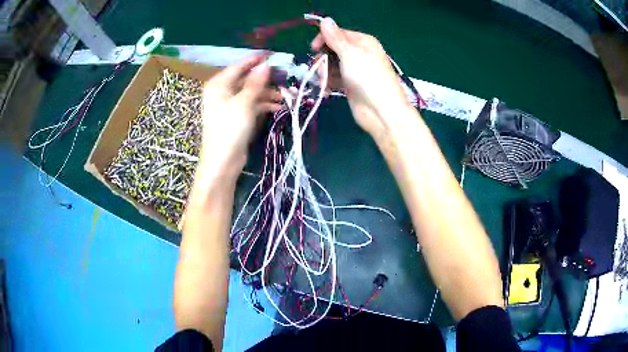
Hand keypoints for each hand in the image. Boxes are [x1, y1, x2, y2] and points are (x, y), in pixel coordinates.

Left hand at [200, 55, 281, 173]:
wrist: (222, 162)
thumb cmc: (229, 129)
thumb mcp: (244, 103)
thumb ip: (255, 83)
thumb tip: (266, 65)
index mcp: (218, 84)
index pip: (239, 66)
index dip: (256, 60)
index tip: (274, 55)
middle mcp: (222, 91)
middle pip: (246, 79)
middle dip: (266, 79)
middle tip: (285, 76)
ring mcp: (229, 104)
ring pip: (251, 92)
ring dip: (268, 93)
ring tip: (286, 95)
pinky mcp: (236, 116)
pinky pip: (251, 104)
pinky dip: (264, 104)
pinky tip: (278, 106)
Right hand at [311, 18, 410, 137]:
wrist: (381, 111)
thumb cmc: (367, 78)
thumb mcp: (350, 53)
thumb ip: (335, 37)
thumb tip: (325, 19)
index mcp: (363, 41)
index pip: (338, 33)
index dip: (324, 39)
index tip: (313, 49)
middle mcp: (360, 53)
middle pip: (333, 49)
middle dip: (323, 58)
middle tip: (320, 69)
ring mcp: (356, 70)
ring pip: (332, 64)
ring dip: (324, 72)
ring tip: (324, 82)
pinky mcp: (351, 84)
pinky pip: (335, 78)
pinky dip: (329, 82)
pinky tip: (326, 88)